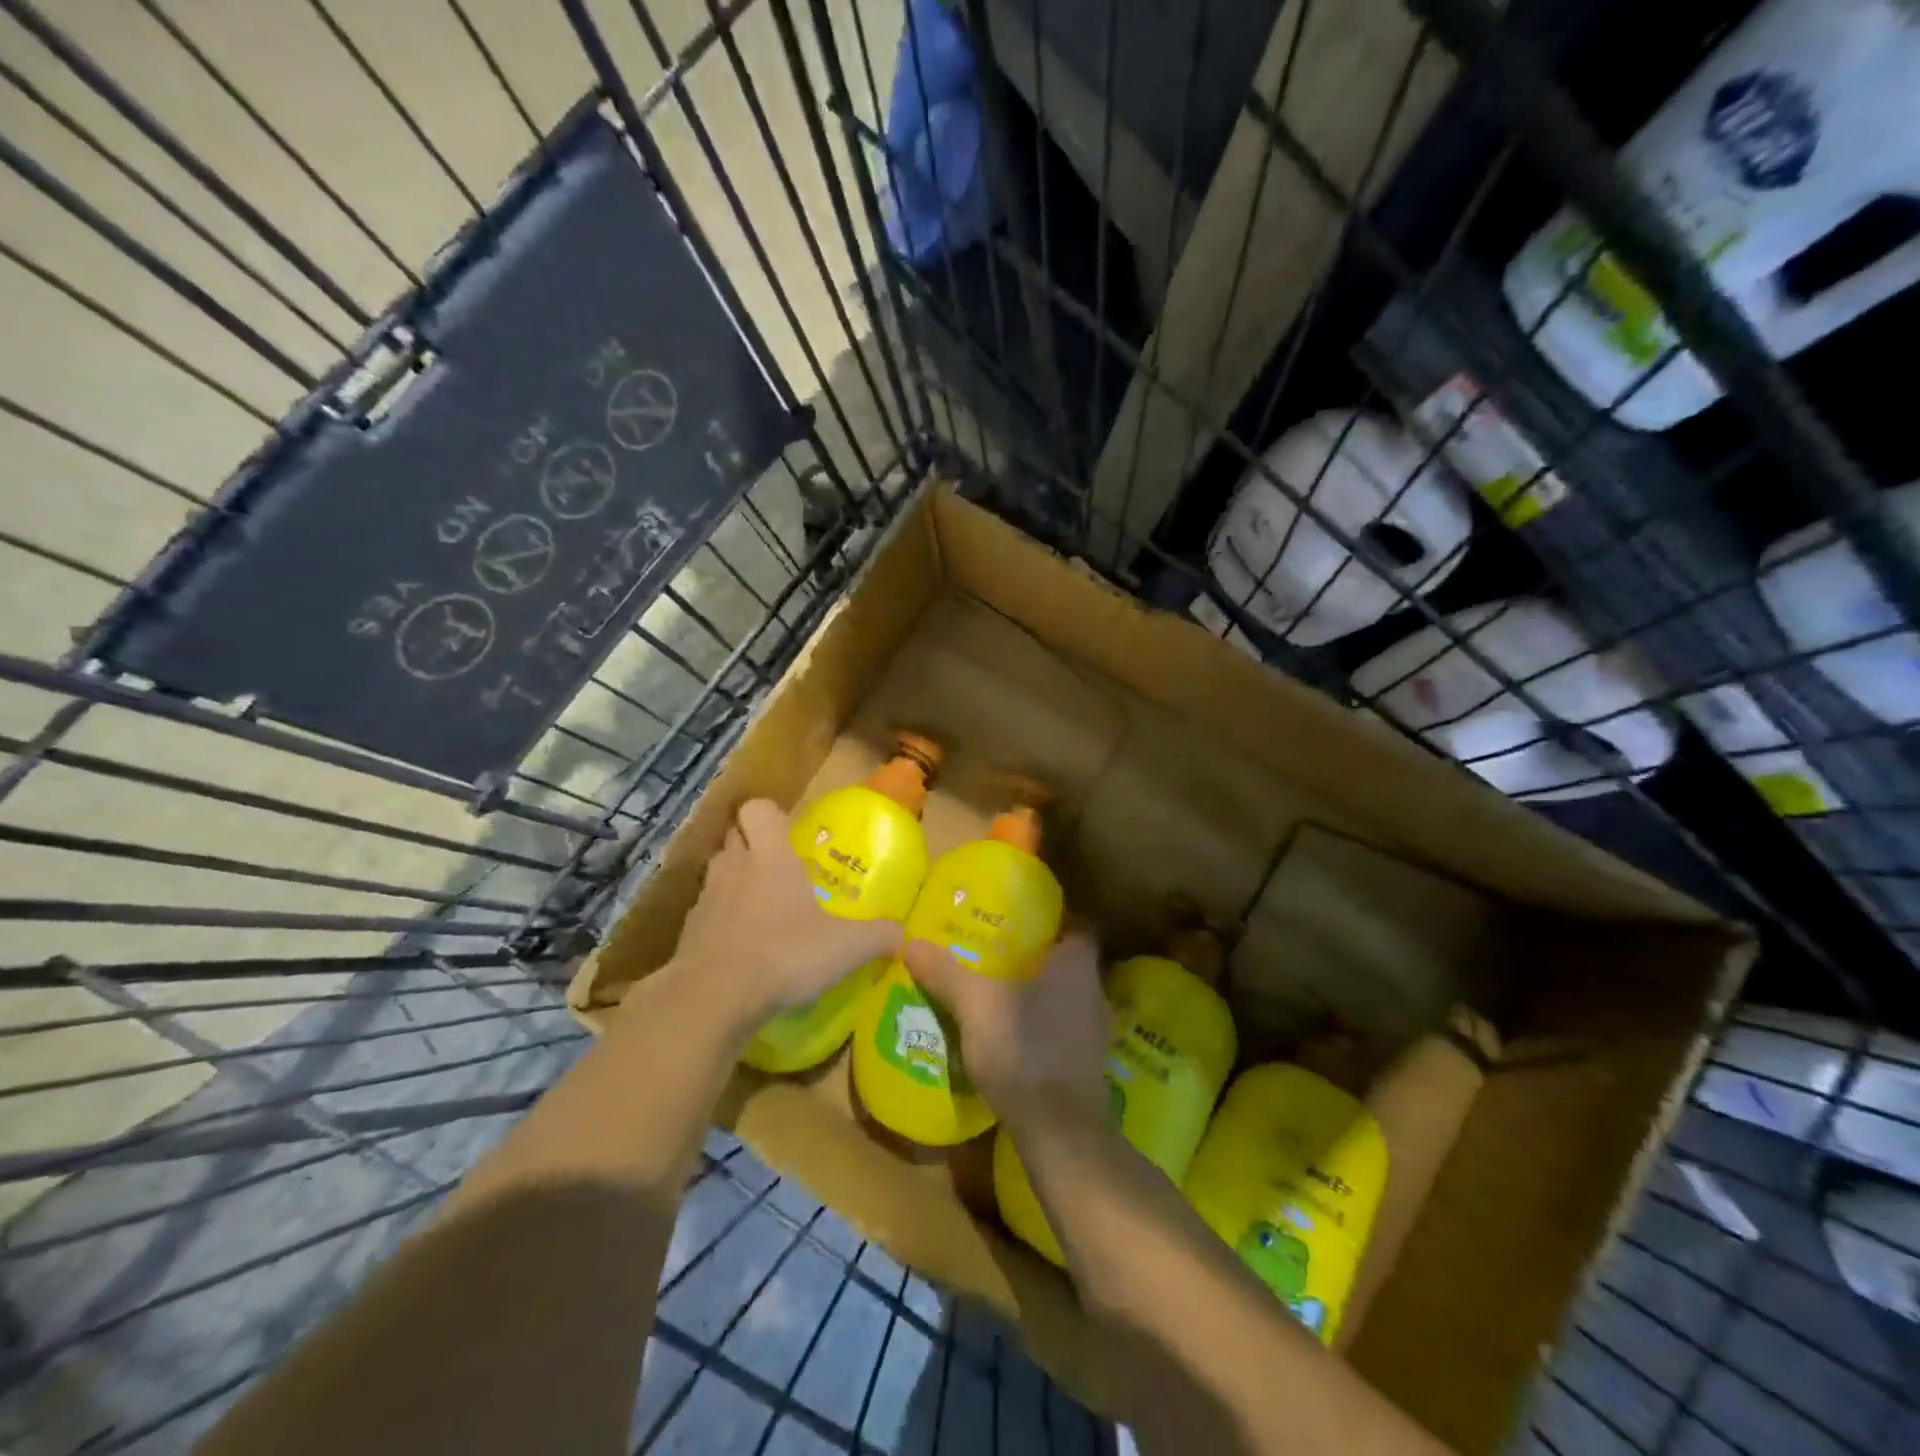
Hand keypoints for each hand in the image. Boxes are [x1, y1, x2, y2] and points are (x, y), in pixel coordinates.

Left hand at [666, 799, 903, 1036]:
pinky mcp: (688, 932)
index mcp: (771, 857)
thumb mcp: (846, 948)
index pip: (758, 808)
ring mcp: (706, 898)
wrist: (712, 1000)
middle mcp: (734, 867)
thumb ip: (877, 936)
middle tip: (779, 867)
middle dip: (753, 844)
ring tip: (760, 906)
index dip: (771, 815)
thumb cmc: (784, 955)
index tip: (788, 833)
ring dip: (735, 880)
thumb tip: (902, 933)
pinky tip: (741, 945)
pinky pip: (706, 911)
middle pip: (734, 835)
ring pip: (718, 871)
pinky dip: (721, 919)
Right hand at [902, 931, 1110, 1127]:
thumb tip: (910, 942)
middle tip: (999, 951)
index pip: (1079, 925)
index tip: (1022, 917)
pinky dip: (1042, 1025)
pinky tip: (1013, 1034)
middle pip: (1069, 961)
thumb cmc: (1024, 1050)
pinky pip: (1064, 1028)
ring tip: (1000, 990)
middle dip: (1038, 955)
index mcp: (1078, 965)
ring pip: (1066, 996)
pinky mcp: (1088, 1064)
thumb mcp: (975, 1006)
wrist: (1060, 1132)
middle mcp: (1095, 992)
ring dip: (1040, 992)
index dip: (1054, 918)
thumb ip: (946, 972)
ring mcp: (1095, 1032)